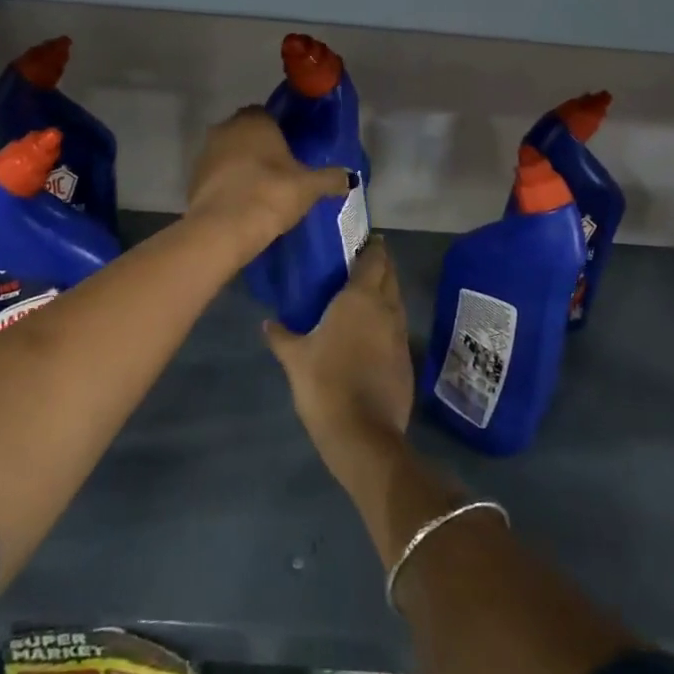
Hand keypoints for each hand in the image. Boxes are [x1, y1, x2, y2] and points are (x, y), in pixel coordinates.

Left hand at [186, 107, 350, 258]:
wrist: (224, 227)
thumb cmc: (270, 193)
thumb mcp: (309, 187)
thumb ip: (330, 178)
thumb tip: (350, 177)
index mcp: (255, 120)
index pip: (268, 115)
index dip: (280, 133)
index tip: (291, 153)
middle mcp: (226, 127)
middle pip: (247, 133)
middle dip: (260, 149)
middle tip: (280, 173)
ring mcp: (206, 152)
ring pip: (229, 154)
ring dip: (242, 166)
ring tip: (261, 191)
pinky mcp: (193, 178)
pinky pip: (217, 176)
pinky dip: (228, 185)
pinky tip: (242, 204)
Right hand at [264, 238, 413, 489]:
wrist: (363, 434)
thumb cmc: (325, 384)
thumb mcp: (294, 358)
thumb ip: (281, 336)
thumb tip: (267, 322)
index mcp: (360, 298)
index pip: (373, 259)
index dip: (371, 246)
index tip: (362, 239)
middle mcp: (386, 308)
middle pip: (390, 275)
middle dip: (380, 264)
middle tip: (362, 260)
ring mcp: (400, 334)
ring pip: (397, 300)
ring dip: (386, 291)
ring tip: (365, 292)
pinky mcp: (406, 358)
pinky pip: (398, 326)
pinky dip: (388, 319)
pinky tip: (372, 330)